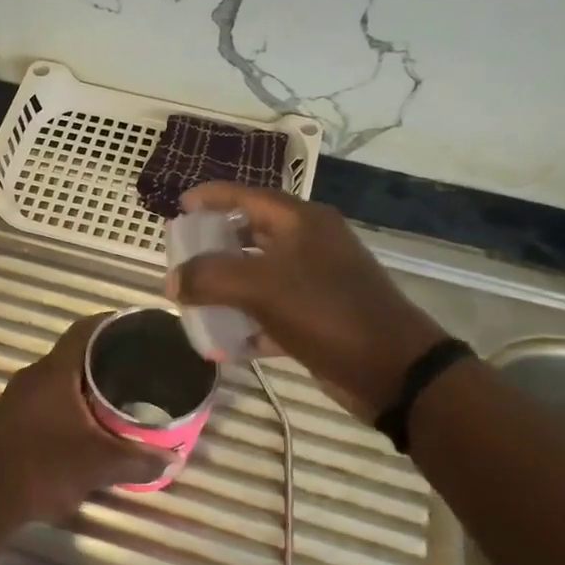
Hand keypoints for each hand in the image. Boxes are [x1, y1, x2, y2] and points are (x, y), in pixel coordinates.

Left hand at [0, 315, 168, 526]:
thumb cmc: (43, 470)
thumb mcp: (98, 466)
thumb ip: (138, 460)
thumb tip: (173, 459)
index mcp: (54, 372)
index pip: (86, 329)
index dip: (114, 323)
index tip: (140, 329)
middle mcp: (34, 375)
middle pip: (76, 353)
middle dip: (107, 357)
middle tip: (141, 367)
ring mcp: (18, 397)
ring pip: (61, 377)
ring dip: (88, 382)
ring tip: (122, 394)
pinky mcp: (11, 418)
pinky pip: (49, 396)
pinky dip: (72, 401)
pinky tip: (90, 422)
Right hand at [167, 184, 446, 422]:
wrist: (392, 368)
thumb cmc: (326, 312)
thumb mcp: (260, 287)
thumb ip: (209, 277)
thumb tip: (173, 281)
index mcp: (301, 222)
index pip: (247, 196)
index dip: (211, 197)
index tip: (179, 207)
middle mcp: (310, 245)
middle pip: (251, 234)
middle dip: (214, 247)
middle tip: (182, 259)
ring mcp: (317, 282)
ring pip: (260, 276)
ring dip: (227, 289)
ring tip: (194, 301)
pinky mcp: (319, 318)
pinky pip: (272, 313)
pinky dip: (248, 324)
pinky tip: (224, 343)